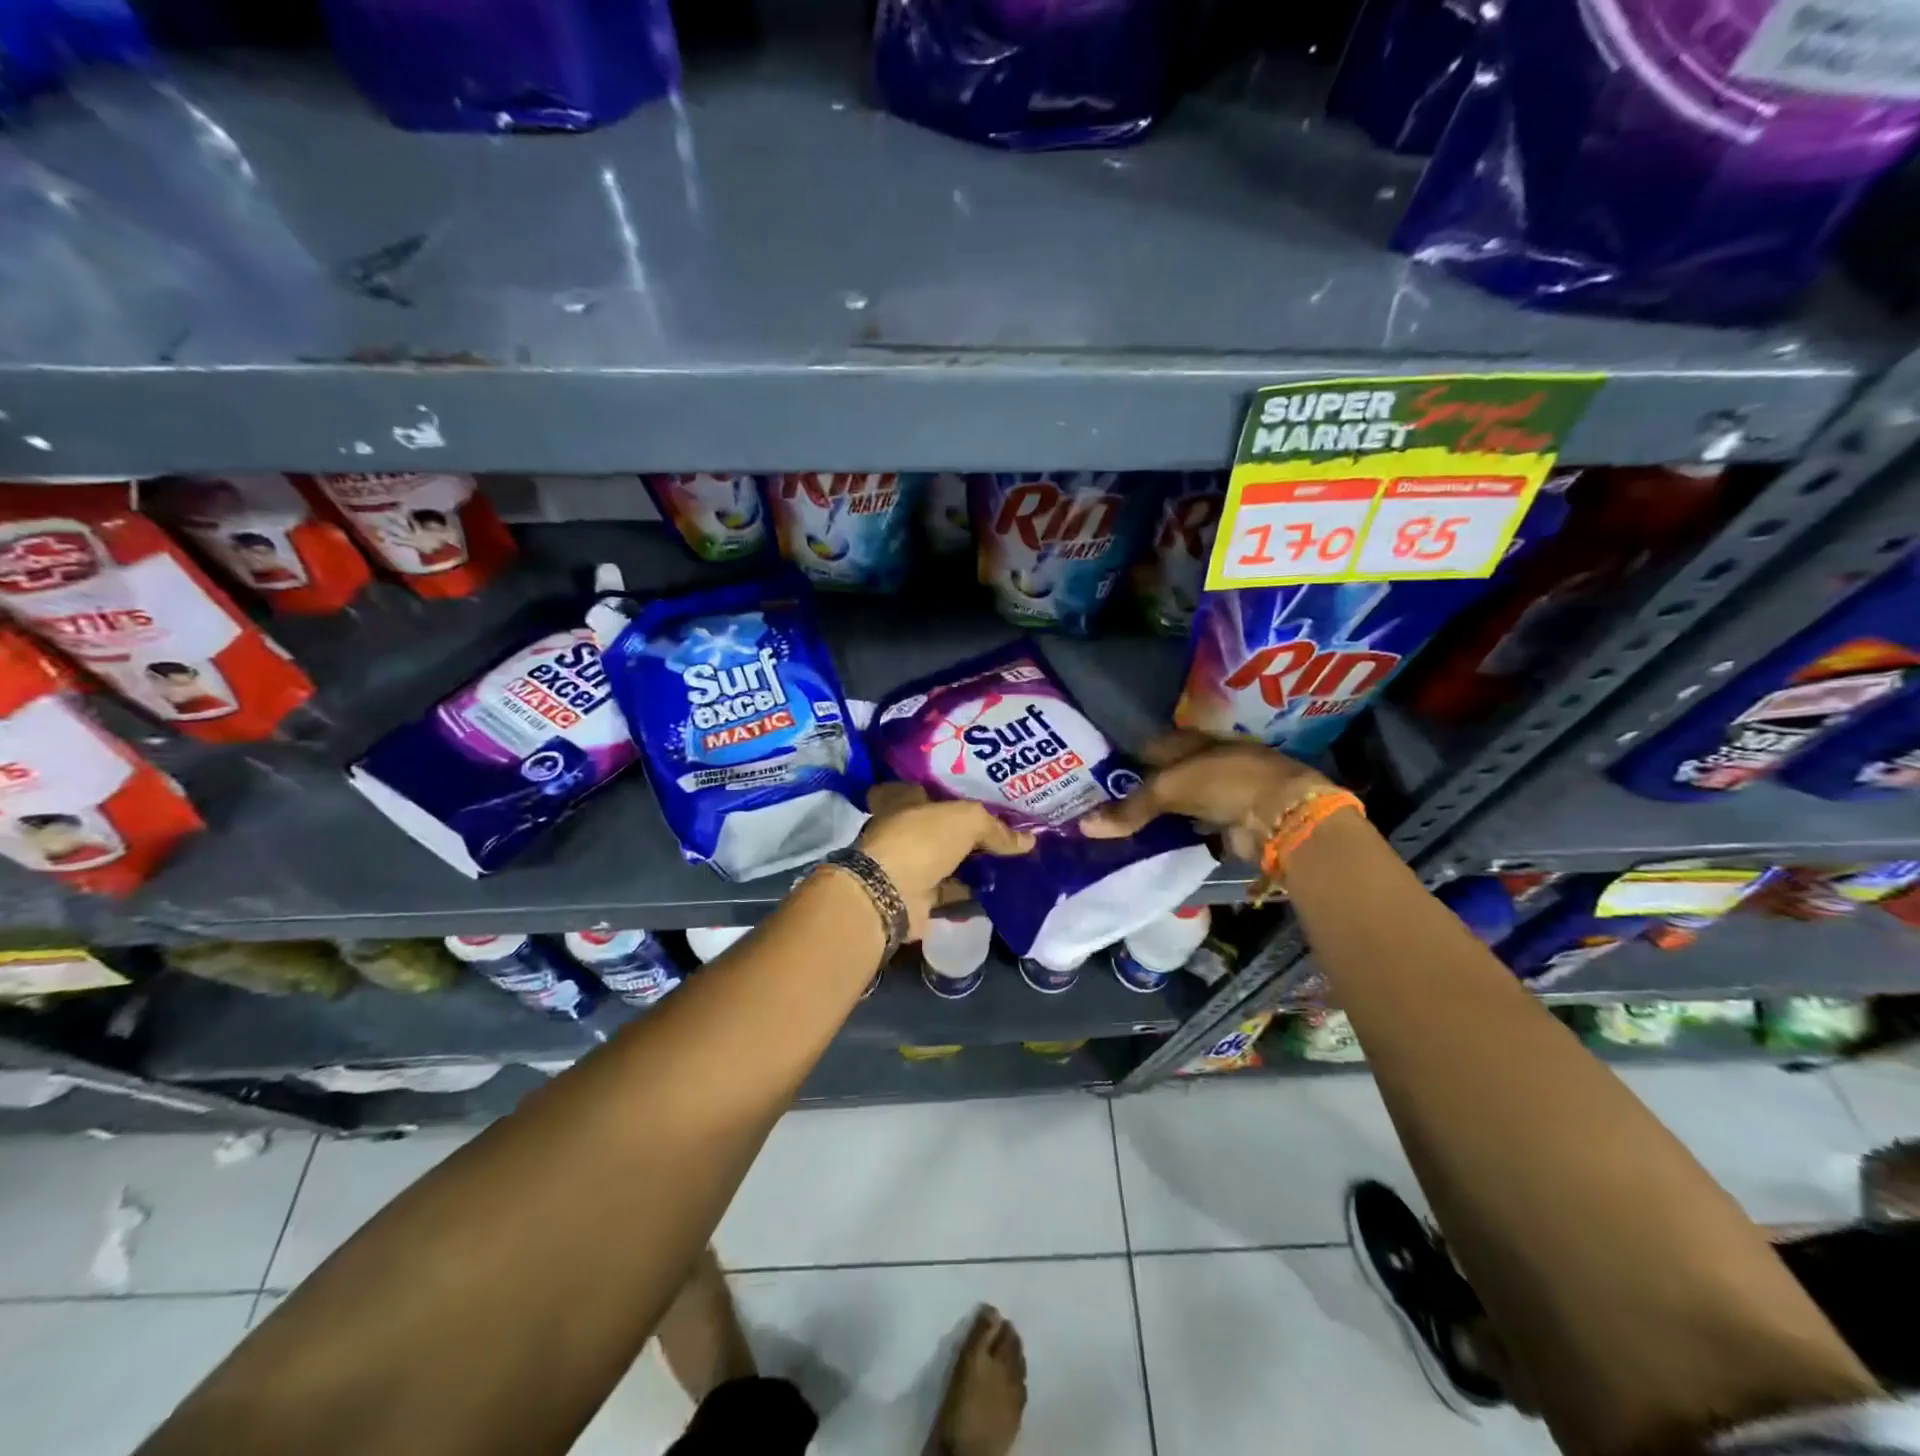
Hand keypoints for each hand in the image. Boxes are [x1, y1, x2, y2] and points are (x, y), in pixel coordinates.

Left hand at [857, 783, 1034, 939]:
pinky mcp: (918, 895)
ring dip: (973, 863)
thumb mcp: (967, 820)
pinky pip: (952, 890)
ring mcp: (909, 864)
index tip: (979, 795)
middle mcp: (903, 829)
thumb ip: (996, 828)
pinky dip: (972, 891)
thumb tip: (1028, 841)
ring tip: (1012, 861)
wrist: (890, 894)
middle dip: (969, 830)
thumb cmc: (921, 840)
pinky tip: (1000, 889)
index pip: (925, 788)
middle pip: (941, 826)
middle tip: (1007, 830)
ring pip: (948, 859)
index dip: (950, 790)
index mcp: (903, 800)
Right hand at [1079, 730, 1329, 861]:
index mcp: (1192, 741)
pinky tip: (1148, 843)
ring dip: (1156, 815)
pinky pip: (1190, 827)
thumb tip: (1084, 825)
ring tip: (1118, 828)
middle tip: (1100, 806)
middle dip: (1137, 790)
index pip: (1149, 746)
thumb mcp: (1169, 788)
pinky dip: (1173, 835)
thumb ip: (1129, 808)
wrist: (1280, 814)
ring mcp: (1218, 792)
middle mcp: (1204, 762)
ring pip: (1176, 803)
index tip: (1095, 776)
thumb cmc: (1223, 782)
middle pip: (1162, 776)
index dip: (1124, 758)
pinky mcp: (1226, 821)